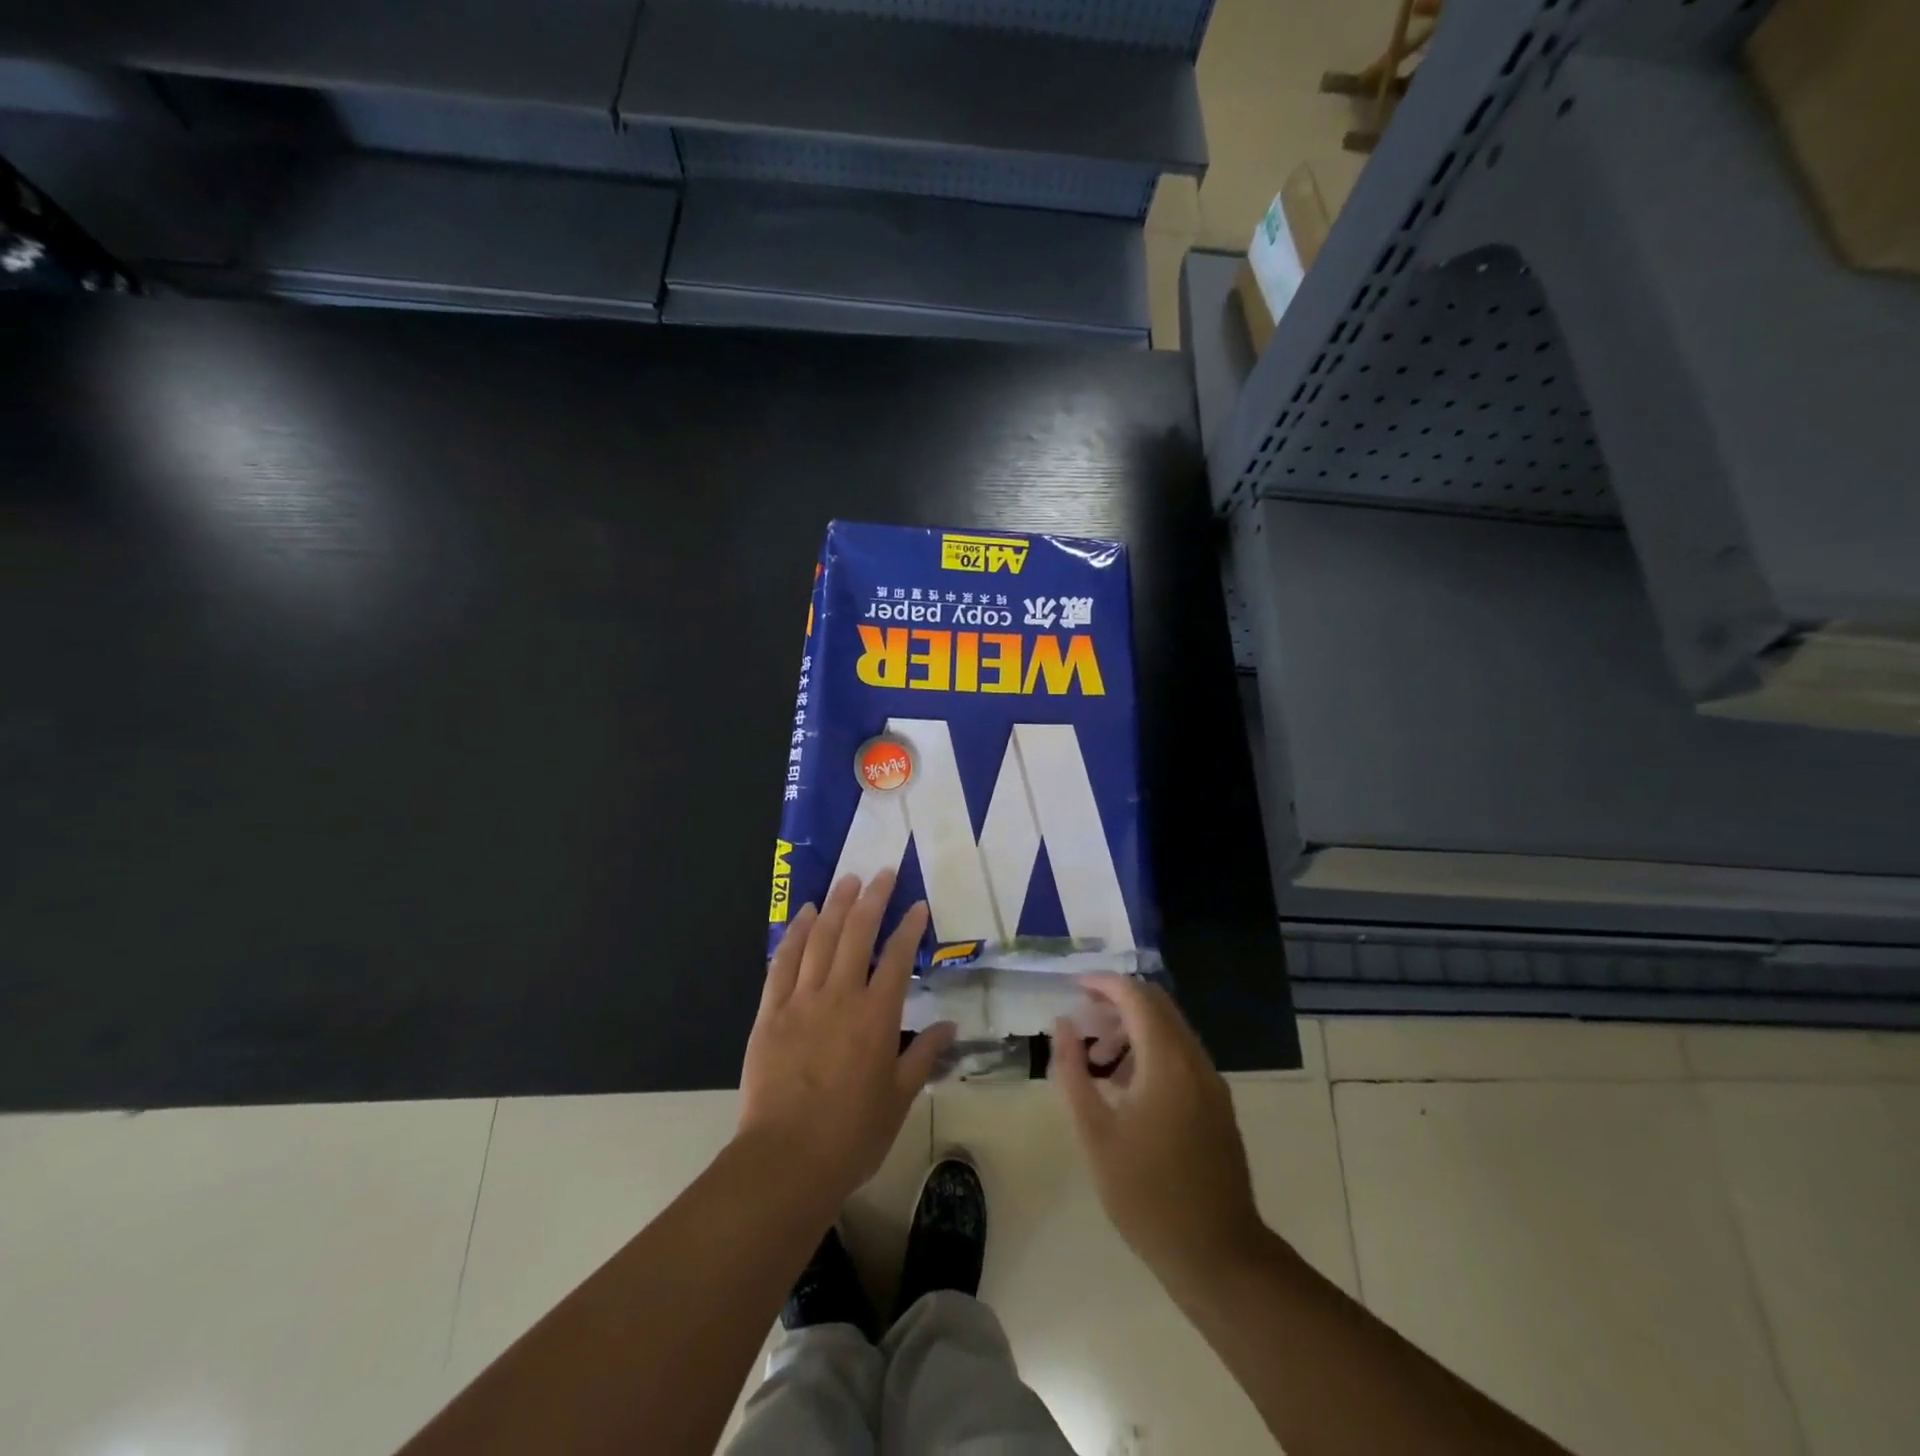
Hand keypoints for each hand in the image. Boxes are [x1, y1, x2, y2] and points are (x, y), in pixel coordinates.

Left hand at [738, 870, 955, 1213]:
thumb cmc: (852, 1134)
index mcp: (877, 1016)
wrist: (786, 1159)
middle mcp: (840, 997)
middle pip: (857, 934)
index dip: (908, 927)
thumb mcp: (899, 1098)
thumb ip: (924, 1056)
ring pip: (820, 939)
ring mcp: (801, 1001)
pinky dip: (794, 934)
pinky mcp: (770, 1012)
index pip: (897, 958)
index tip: (917, 905)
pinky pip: (783, 963)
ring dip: (835, 906)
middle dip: (872, 899)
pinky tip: (803, 914)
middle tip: (881, 872)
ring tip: (847, 881)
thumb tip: (950, 1026)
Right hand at [1051, 975, 1266, 1286]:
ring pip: (1170, 1030)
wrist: (1218, 1255)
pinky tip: (1125, 1088)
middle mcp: (1195, 1060)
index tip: (1072, 986)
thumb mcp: (1095, 1133)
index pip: (1136, 996)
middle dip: (1116, 1003)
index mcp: (1167, 1061)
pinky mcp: (1217, 1104)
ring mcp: (1212, 1083)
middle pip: (1156, 1006)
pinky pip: (1181, 1056)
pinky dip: (1150, 1052)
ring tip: (1096, 1060)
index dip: (1102, 983)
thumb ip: (1073, 1071)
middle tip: (1081, 1022)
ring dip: (1132, 1030)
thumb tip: (1062, 1025)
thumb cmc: (1146, 1195)